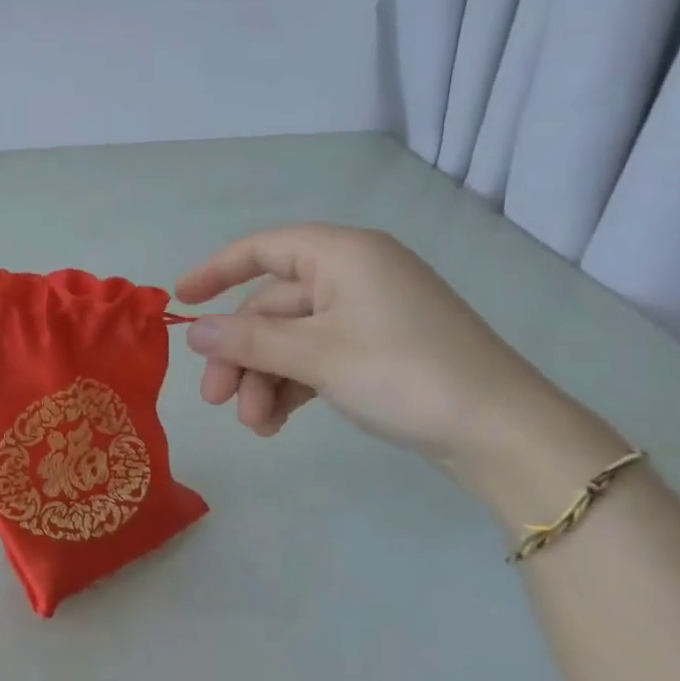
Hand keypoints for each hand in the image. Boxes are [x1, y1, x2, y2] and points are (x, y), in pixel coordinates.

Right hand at [175, 224, 568, 466]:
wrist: (499, 431)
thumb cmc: (402, 373)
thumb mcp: (315, 356)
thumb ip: (247, 341)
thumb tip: (192, 330)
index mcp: (343, 255)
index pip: (263, 248)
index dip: (216, 271)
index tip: (179, 301)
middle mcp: (353, 275)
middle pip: (272, 306)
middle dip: (240, 354)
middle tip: (217, 401)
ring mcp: (367, 313)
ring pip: (290, 339)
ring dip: (264, 379)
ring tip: (257, 425)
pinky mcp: (377, 349)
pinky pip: (315, 357)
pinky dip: (292, 385)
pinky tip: (278, 421)